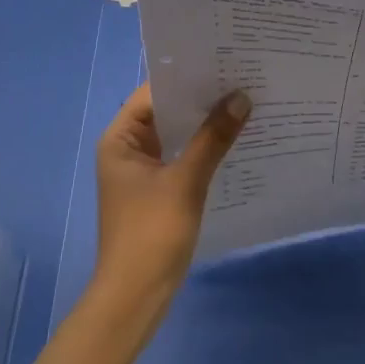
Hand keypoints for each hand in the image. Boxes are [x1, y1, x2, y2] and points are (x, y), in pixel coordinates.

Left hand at [92, 83, 250, 319]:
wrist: (135, 299)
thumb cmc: (151, 233)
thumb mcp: (186, 181)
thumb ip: (213, 138)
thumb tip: (241, 97)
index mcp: (120, 139)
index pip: (153, 93)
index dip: (186, 78)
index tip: (222, 64)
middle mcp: (127, 149)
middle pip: (166, 113)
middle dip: (201, 100)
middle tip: (241, 80)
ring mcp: (142, 172)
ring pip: (176, 136)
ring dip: (204, 126)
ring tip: (244, 105)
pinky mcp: (157, 192)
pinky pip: (182, 158)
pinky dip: (203, 150)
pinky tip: (234, 143)